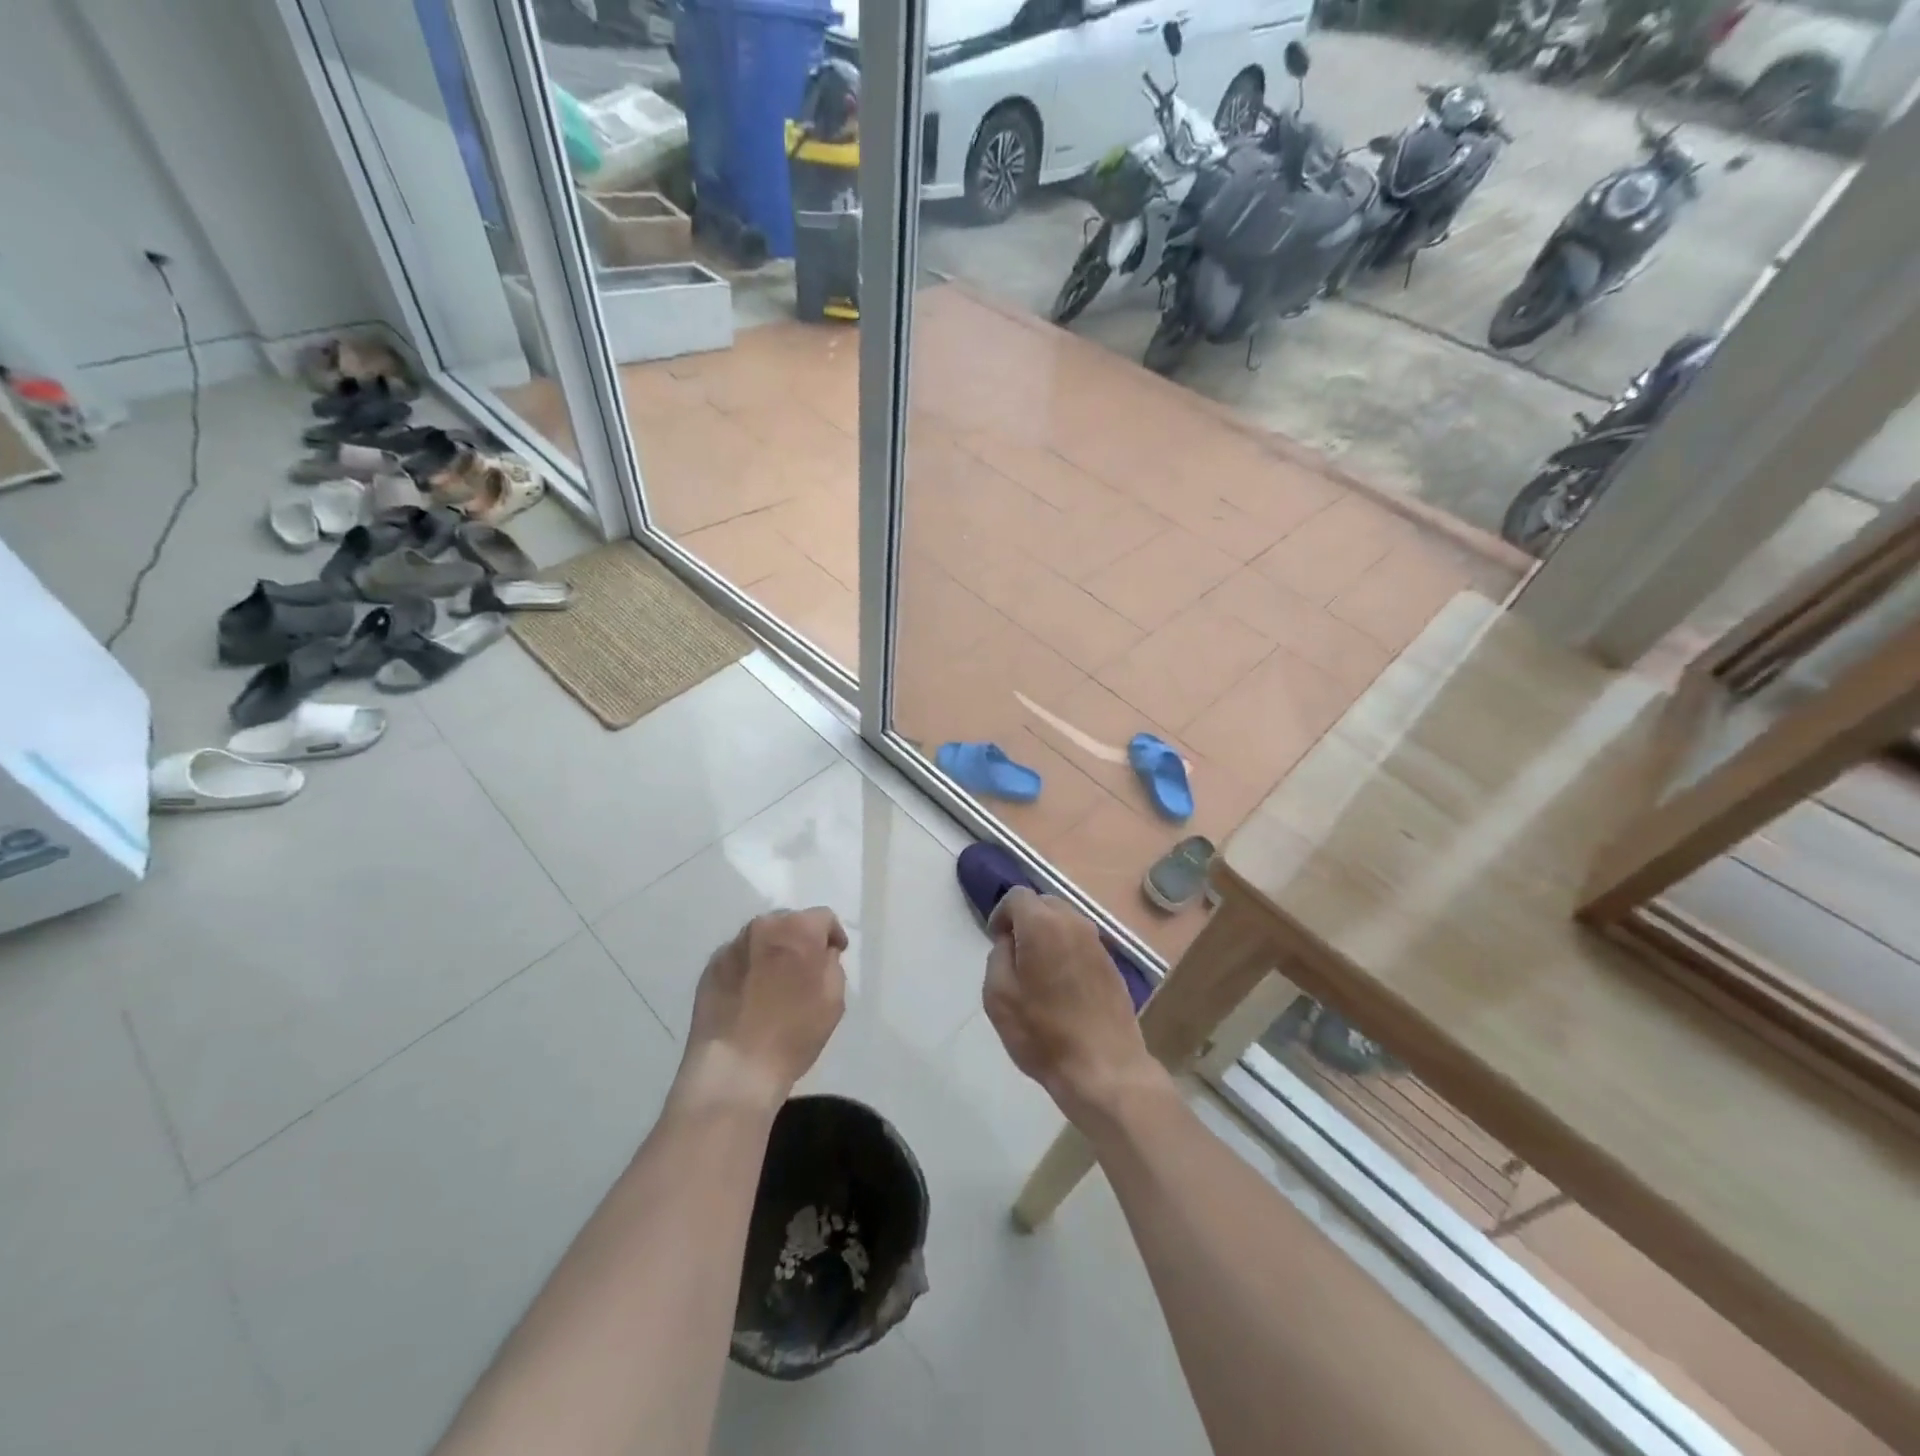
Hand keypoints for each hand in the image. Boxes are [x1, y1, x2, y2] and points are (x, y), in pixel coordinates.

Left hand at [679, 908, 847, 1110]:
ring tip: (775, 982)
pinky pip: (739, 958)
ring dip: (773, 951)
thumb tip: (821, 954)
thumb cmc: (793, 1033)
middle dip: (800, 939)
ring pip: (762, 938)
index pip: (823, 917)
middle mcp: (763, 927)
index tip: (835, 955)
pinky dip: (749, 967)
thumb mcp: (833, 999)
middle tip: (805, 968)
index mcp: (797, 930)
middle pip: (789, 922)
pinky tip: (751, 995)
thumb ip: (831, 964)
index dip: (833, 935)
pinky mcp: (711, 967)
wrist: (734, 1068)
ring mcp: (732, 946)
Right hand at [983, 888, 1166, 1126]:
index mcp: (1042, 924)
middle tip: (1015, 955)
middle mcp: (1074, 923)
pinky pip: (1082, 943)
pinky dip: (1067, 951)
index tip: (996, 941)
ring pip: (1066, 921)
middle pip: (1044, 903)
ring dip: (1048, 935)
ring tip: (1038, 971)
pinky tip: (1062, 985)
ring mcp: (1098, 942)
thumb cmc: (1043, 1033)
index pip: (1017, 896)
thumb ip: (998, 955)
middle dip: (1026, 920)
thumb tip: (1010, 941)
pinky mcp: (1112, 964)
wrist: (1104, 1067)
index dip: (1001, 914)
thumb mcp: (998, 995)